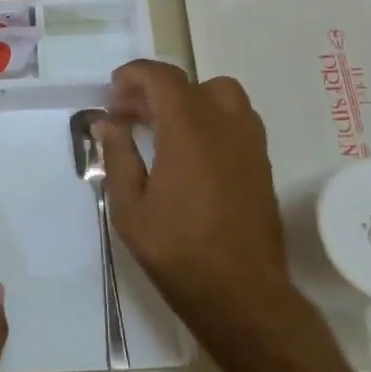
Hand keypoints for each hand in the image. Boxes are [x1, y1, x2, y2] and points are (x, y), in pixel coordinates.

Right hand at [100, 61, 293, 343]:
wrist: (243, 295)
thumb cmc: (178, 251)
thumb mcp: (130, 207)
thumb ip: (118, 157)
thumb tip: (108, 123)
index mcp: (188, 130)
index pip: (162, 78)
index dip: (134, 75)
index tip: (112, 92)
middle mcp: (224, 126)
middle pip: (191, 84)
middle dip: (155, 90)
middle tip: (129, 114)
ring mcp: (249, 145)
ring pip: (221, 97)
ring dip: (189, 101)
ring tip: (163, 128)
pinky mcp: (262, 165)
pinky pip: (236, 122)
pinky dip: (210, 120)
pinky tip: (191, 152)